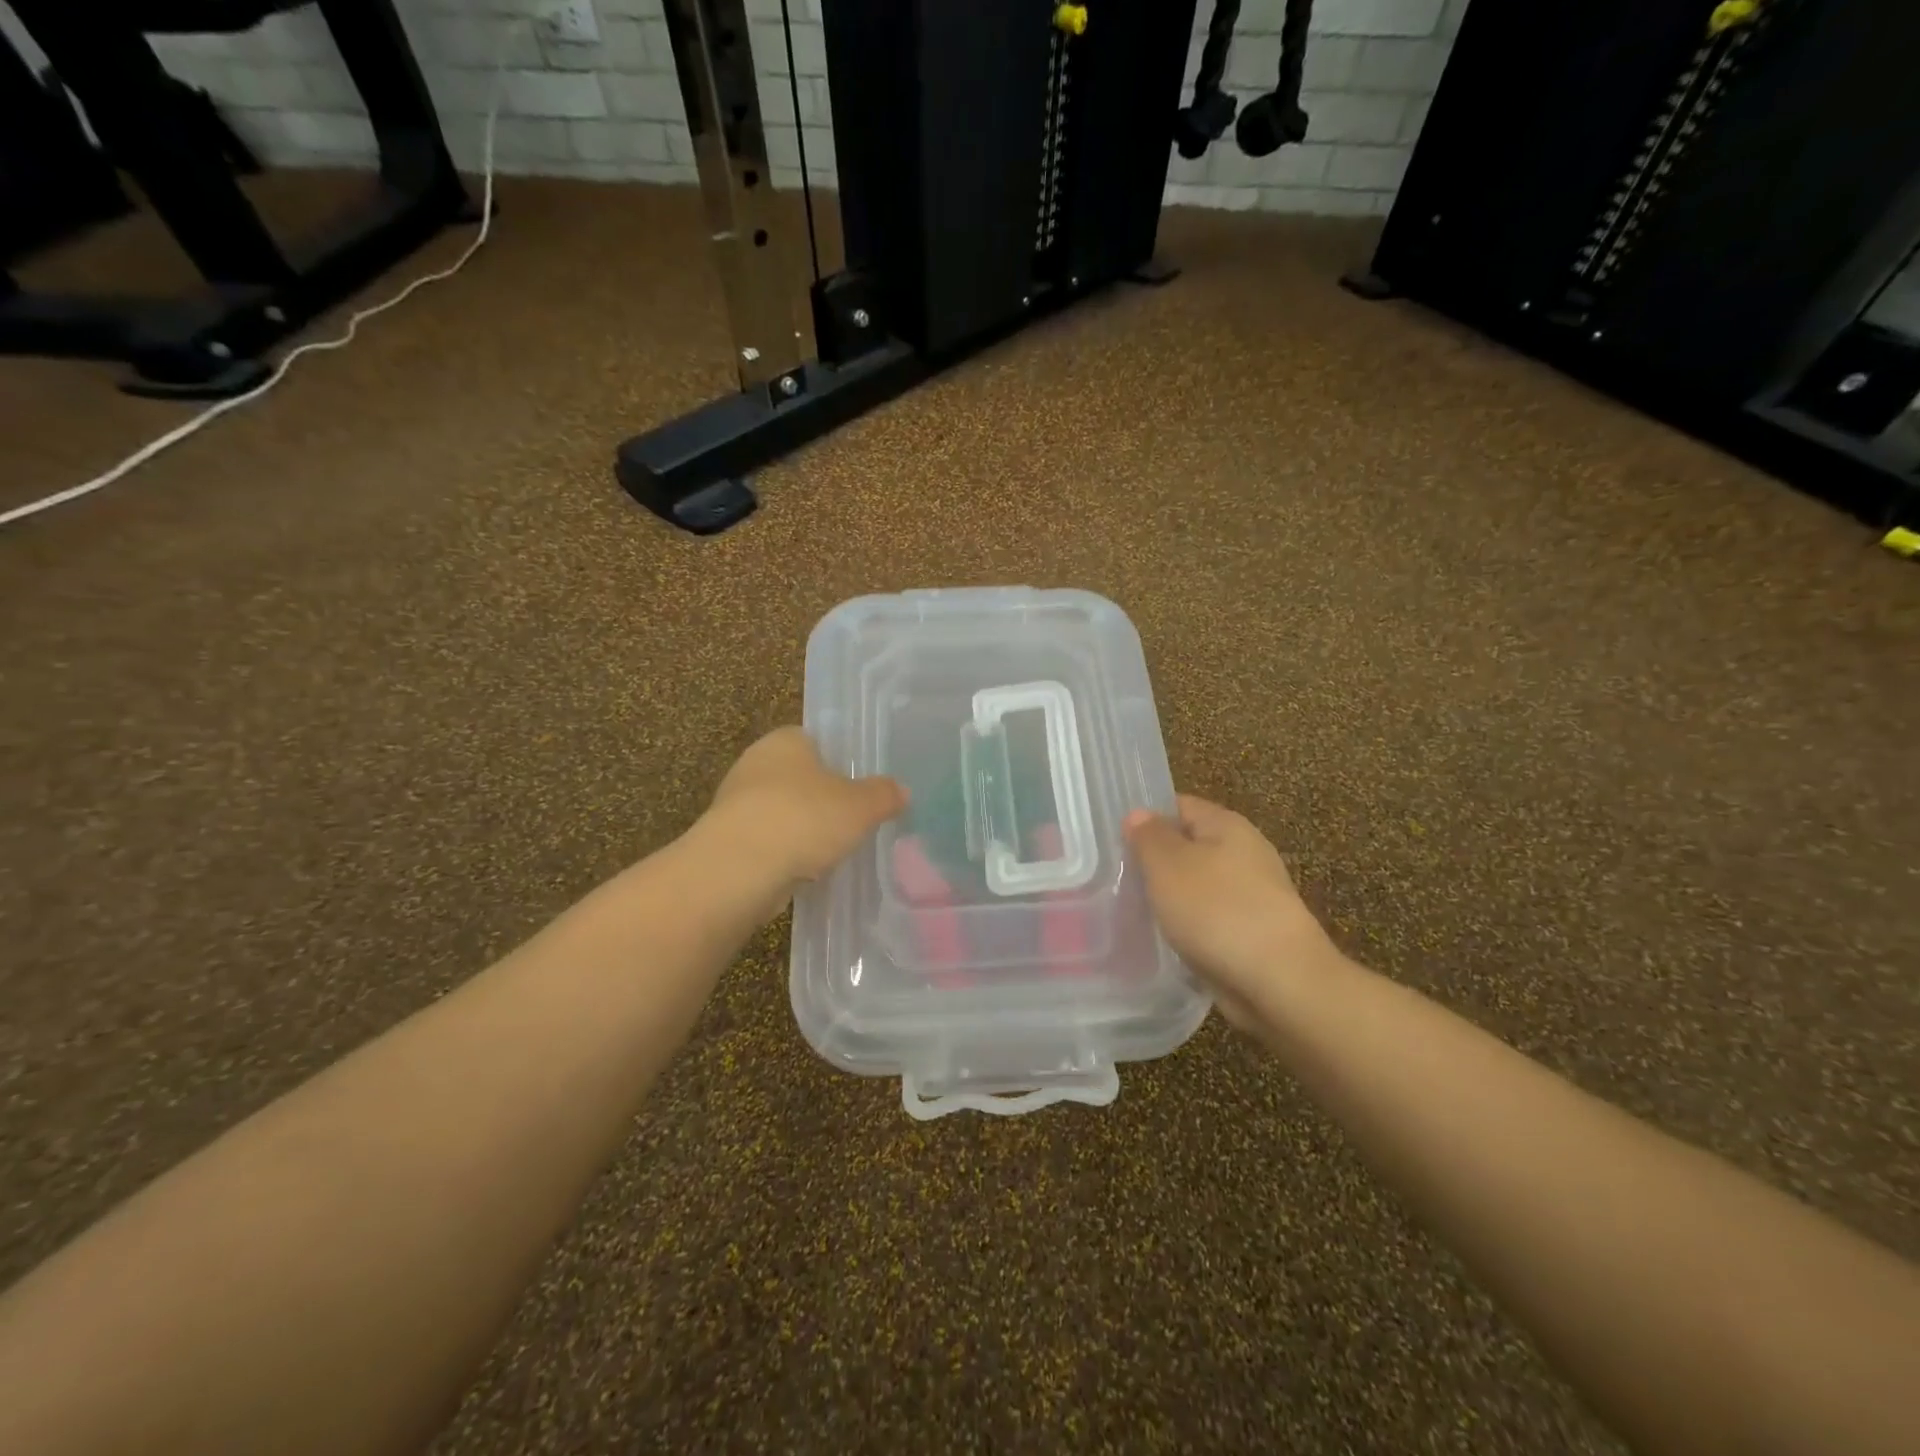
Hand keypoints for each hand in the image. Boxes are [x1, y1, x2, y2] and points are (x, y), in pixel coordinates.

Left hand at [702, 727, 906, 891]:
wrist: (740, 869)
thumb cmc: (804, 819)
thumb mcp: (861, 806)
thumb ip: (884, 795)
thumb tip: (901, 790)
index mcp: (785, 740)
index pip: (815, 741)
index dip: (839, 762)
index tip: (858, 787)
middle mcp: (755, 763)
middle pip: (798, 778)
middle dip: (821, 799)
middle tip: (851, 821)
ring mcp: (736, 802)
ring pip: (781, 812)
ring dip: (801, 830)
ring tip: (832, 852)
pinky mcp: (726, 840)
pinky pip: (766, 842)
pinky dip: (784, 855)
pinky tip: (804, 872)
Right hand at [1124, 795, 1338, 1034]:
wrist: (1279, 982)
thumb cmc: (1217, 910)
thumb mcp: (1168, 865)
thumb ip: (1149, 836)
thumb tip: (1139, 814)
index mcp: (1227, 825)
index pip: (1179, 805)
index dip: (1145, 818)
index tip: (1112, 840)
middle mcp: (1244, 853)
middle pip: (1188, 847)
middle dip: (1153, 862)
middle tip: (1115, 877)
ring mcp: (1251, 895)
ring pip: (1196, 886)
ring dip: (1169, 898)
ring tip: (1131, 911)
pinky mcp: (1252, 933)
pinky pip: (1208, 919)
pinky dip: (1187, 927)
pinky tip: (1164, 941)